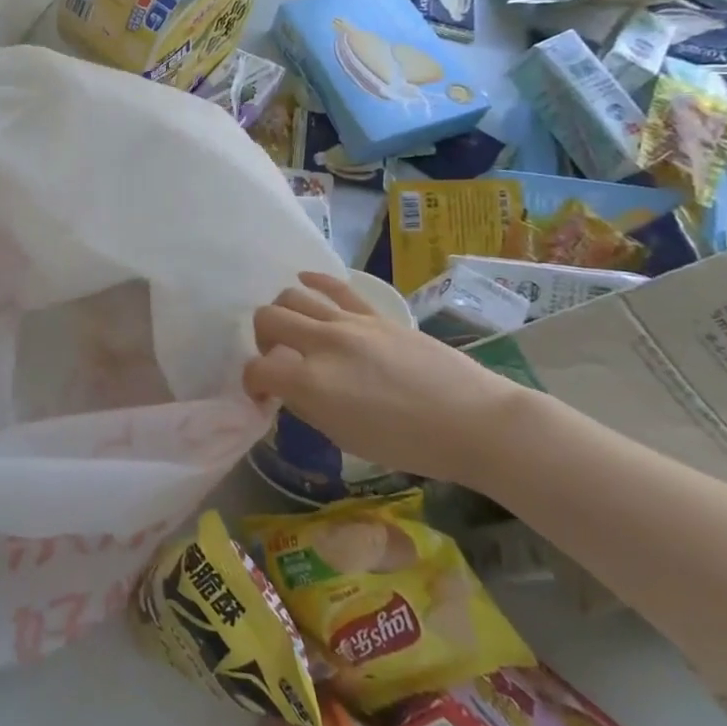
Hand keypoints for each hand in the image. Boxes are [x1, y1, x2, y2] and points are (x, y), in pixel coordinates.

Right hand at [243, 272, 533, 485]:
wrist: (475, 423)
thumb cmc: (409, 445)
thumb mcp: (345, 438)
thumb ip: (308, 407)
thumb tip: (289, 389)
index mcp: (311, 383)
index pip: (257, 370)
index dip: (251, 383)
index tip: (263, 395)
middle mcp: (323, 344)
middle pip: (267, 319)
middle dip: (261, 340)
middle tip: (276, 359)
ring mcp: (350, 324)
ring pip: (293, 296)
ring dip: (282, 312)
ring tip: (292, 330)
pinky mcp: (376, 314)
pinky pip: (335, 286)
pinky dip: (313, 281)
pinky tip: (304, 280)